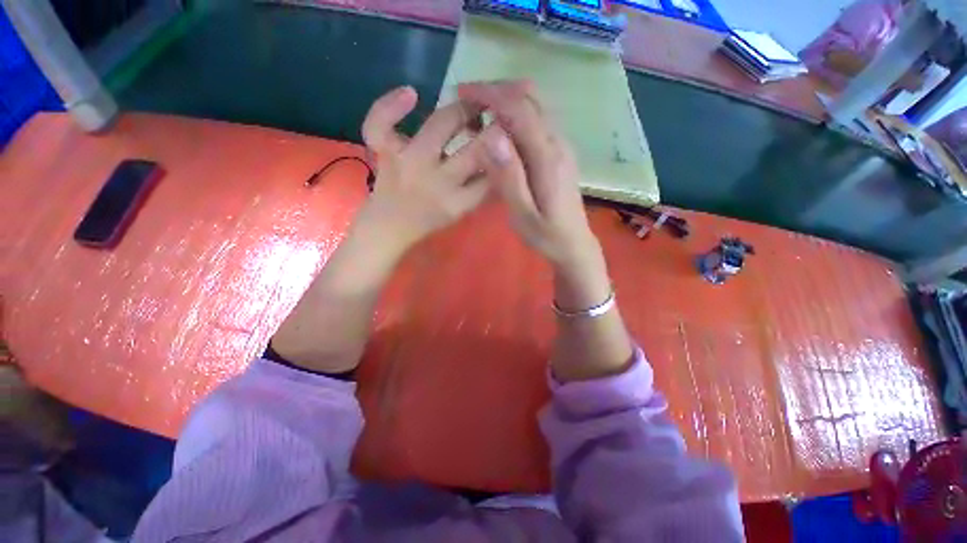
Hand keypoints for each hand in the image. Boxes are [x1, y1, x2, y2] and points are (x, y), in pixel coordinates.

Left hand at [358, 85, 505, 256]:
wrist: (388, 227)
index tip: (513, 140)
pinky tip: (411, 94)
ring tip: (472, 105)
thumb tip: (501, 161)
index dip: (506, 154)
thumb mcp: (461, 212)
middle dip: (494, 130)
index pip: (491, 175)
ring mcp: (408, 162)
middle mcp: (437, 181)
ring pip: (440, 124)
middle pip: (474, 149)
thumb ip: (481, 190)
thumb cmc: (428, 221)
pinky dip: (390, 104)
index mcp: (457, 202)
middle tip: (499, 116)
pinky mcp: (385, 152)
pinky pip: (381, 122)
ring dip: (462, 110)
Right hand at [457, 80, 598, 268]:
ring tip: (480, 110)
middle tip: (469, 98)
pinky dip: (517, 113)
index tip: (463, 92)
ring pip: (536, 106)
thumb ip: (509, 178)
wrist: (574, 244)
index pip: (520, 109)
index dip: (491, 94)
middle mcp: (558, 143)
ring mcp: (562, 146)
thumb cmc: (546, 235)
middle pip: (531, 98)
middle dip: (498, 90)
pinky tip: (501, 128)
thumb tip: (493, 136)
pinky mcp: (560, 153)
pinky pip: (539, 120)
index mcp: (547, 157)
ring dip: (507, 99)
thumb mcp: (523, 215)